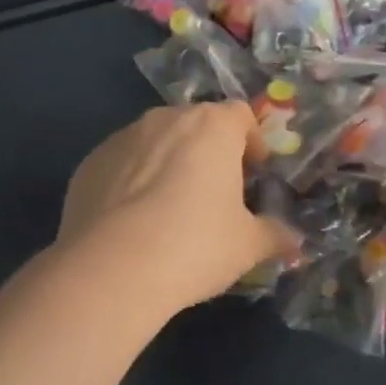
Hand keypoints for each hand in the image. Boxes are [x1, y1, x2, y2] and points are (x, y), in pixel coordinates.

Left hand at [57, 102, 299, 317]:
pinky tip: (134, 220)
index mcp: (212, 127)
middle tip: (216, 192)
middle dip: (210, 151)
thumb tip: (294, 240)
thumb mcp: (247, 246)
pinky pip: (123, 162)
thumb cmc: (194, 246)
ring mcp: (124, 137)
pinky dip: (133, 179)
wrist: (111, 269)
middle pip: (197, 124)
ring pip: (157, 140)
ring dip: (170, 162)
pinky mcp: (91, 161)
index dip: (251, 141)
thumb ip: (274, 235)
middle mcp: (167, 118)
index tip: (254, 172)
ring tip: (171, 208)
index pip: (240, 115)